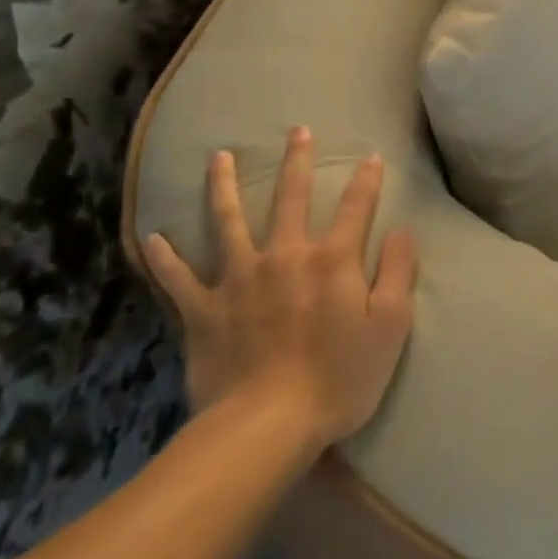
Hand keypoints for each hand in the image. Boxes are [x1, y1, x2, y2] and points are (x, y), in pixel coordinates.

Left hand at [142, 129, 418, 449]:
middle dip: (298, 161)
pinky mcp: (203, 310)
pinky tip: (154, 238)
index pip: (357, 205)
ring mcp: (239, 279)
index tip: (371, 156)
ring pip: (228, 220)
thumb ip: (399, 271)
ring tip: (219, 156)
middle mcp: (285, 255)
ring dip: (224, 185)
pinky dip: (165, 259)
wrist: (266, 428)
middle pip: (292, 197)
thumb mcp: (391, 326)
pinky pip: (179, 279)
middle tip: (298, 131)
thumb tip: (403, 229)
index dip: (367, 179)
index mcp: (332, 259)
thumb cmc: (338, 378)